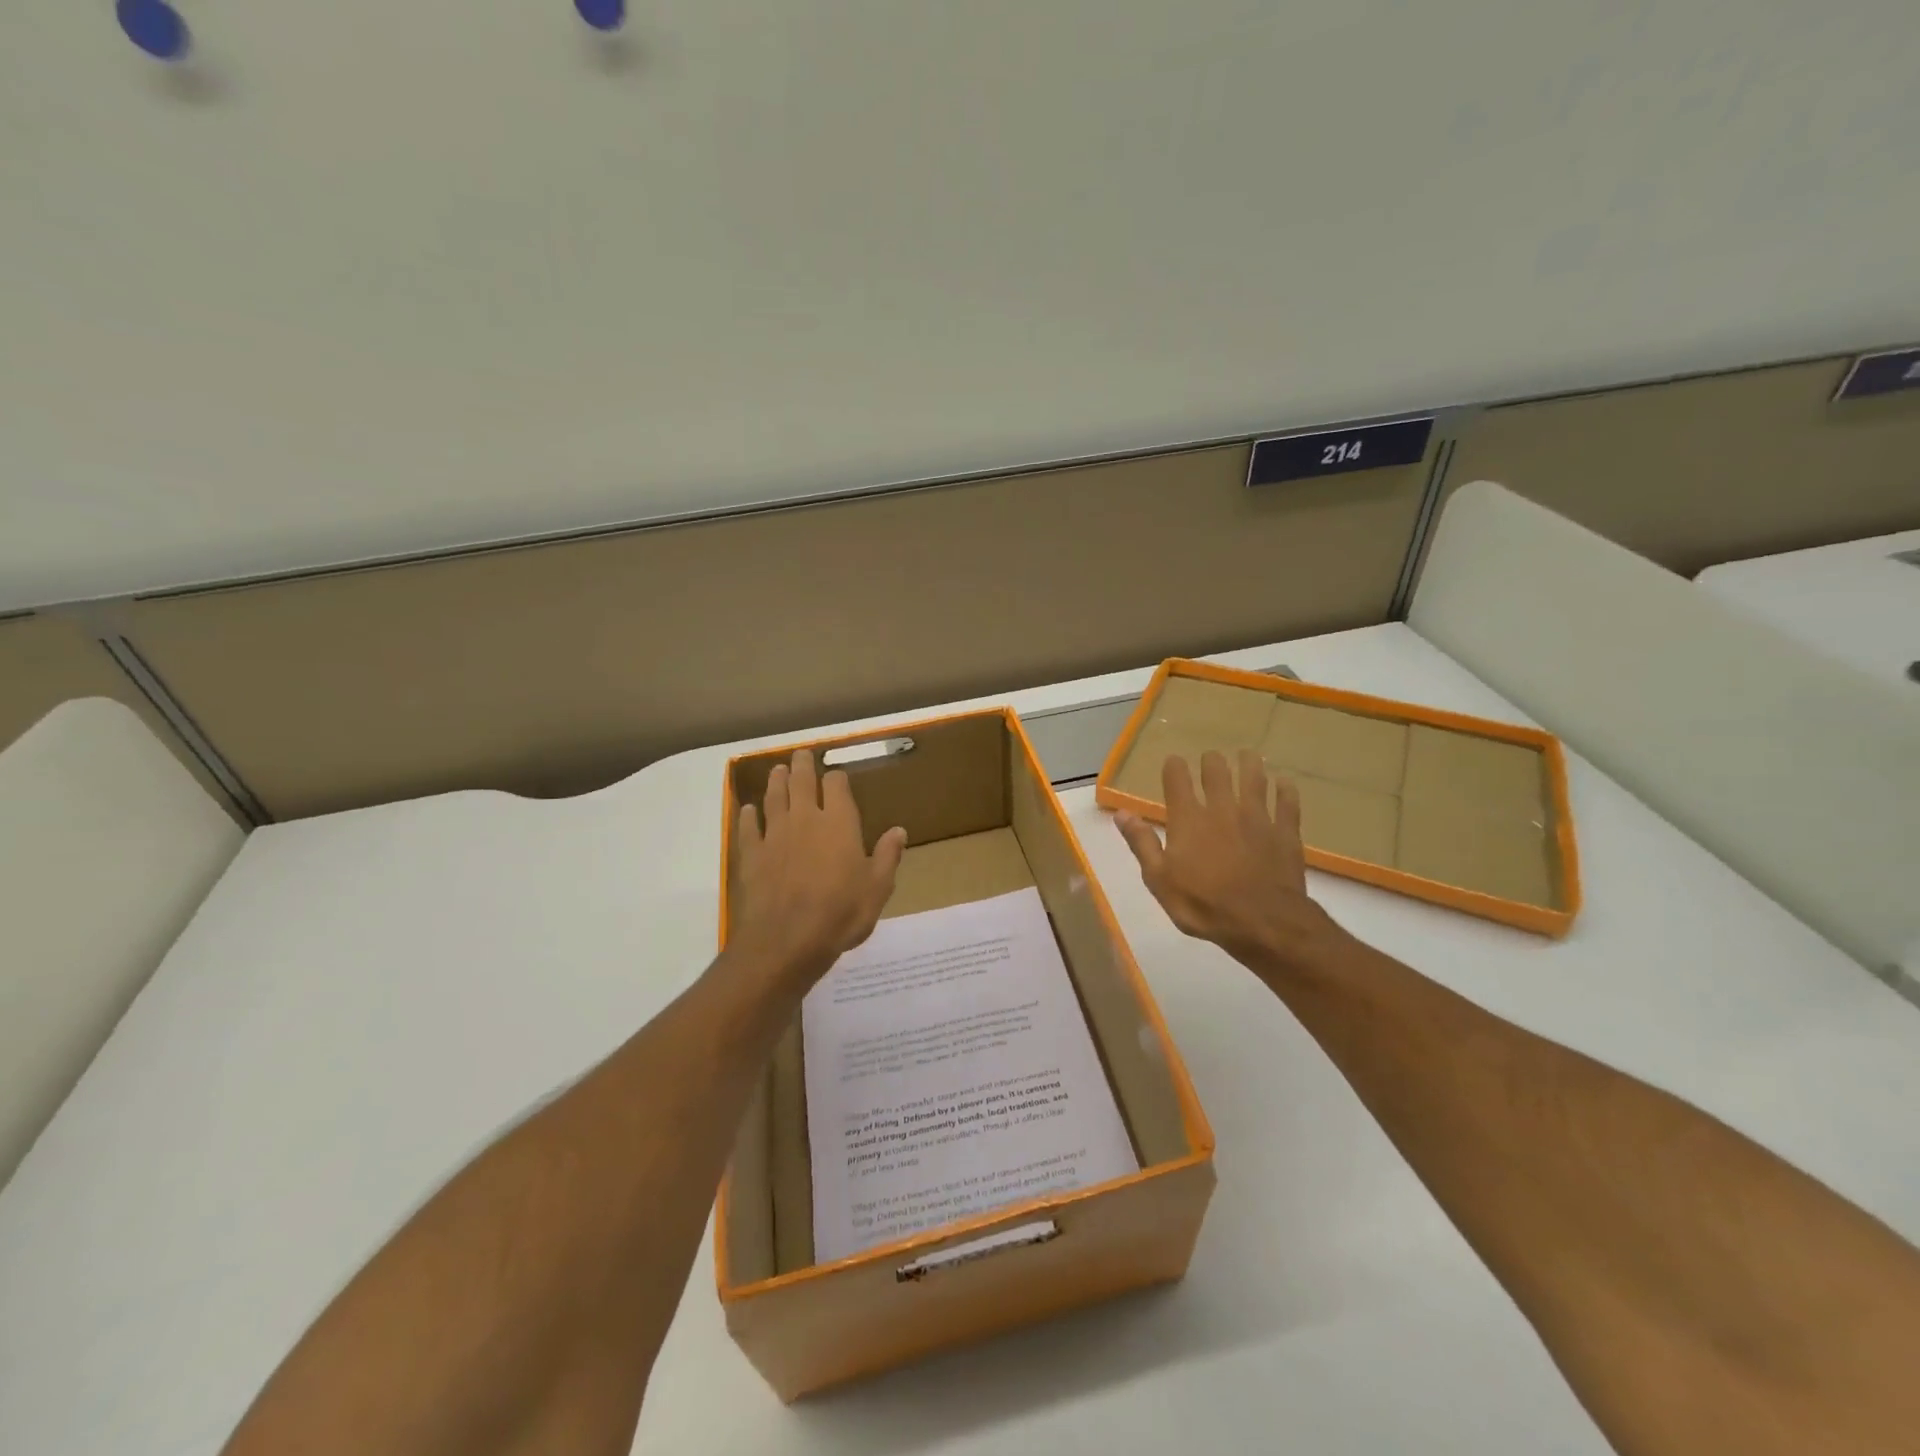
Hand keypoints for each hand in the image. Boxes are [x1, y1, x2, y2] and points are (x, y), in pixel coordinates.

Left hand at [730, 749, 907, 990]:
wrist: (787, 940)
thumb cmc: (841, 913)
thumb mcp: (877, 888)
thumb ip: (887, 856)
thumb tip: (899, 831)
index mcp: (839, 822)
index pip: (836, 786)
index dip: (836, 778)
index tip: (836, 776)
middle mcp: (805, 819)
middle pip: (801, 782)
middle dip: (802, 766)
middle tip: (801, 754)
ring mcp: (774, 834)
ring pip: (774, 798)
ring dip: (776, 782)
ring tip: (777, 770)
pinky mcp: (752, 854)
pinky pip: (748, 828)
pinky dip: (748, 816)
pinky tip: (747, 810)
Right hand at [1114, 749, 1339, 975]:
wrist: (1262, 922)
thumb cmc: (1202, 904)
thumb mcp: (1159, 879)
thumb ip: (1142, 843)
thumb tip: (1122, 813)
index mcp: (1188, 819)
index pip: (1177, 780)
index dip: (1174, 767)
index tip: (1173, 762)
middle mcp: (1222, 809)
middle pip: (1217, 772)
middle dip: (1212, 762)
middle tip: (1212, 758)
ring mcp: (1257, 818)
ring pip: (1254, 779)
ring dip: (1249, 764)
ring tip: (1247, 755)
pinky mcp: (1285, 832)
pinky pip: (1287, 803)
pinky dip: (1286, 790)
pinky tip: (1285, 783)